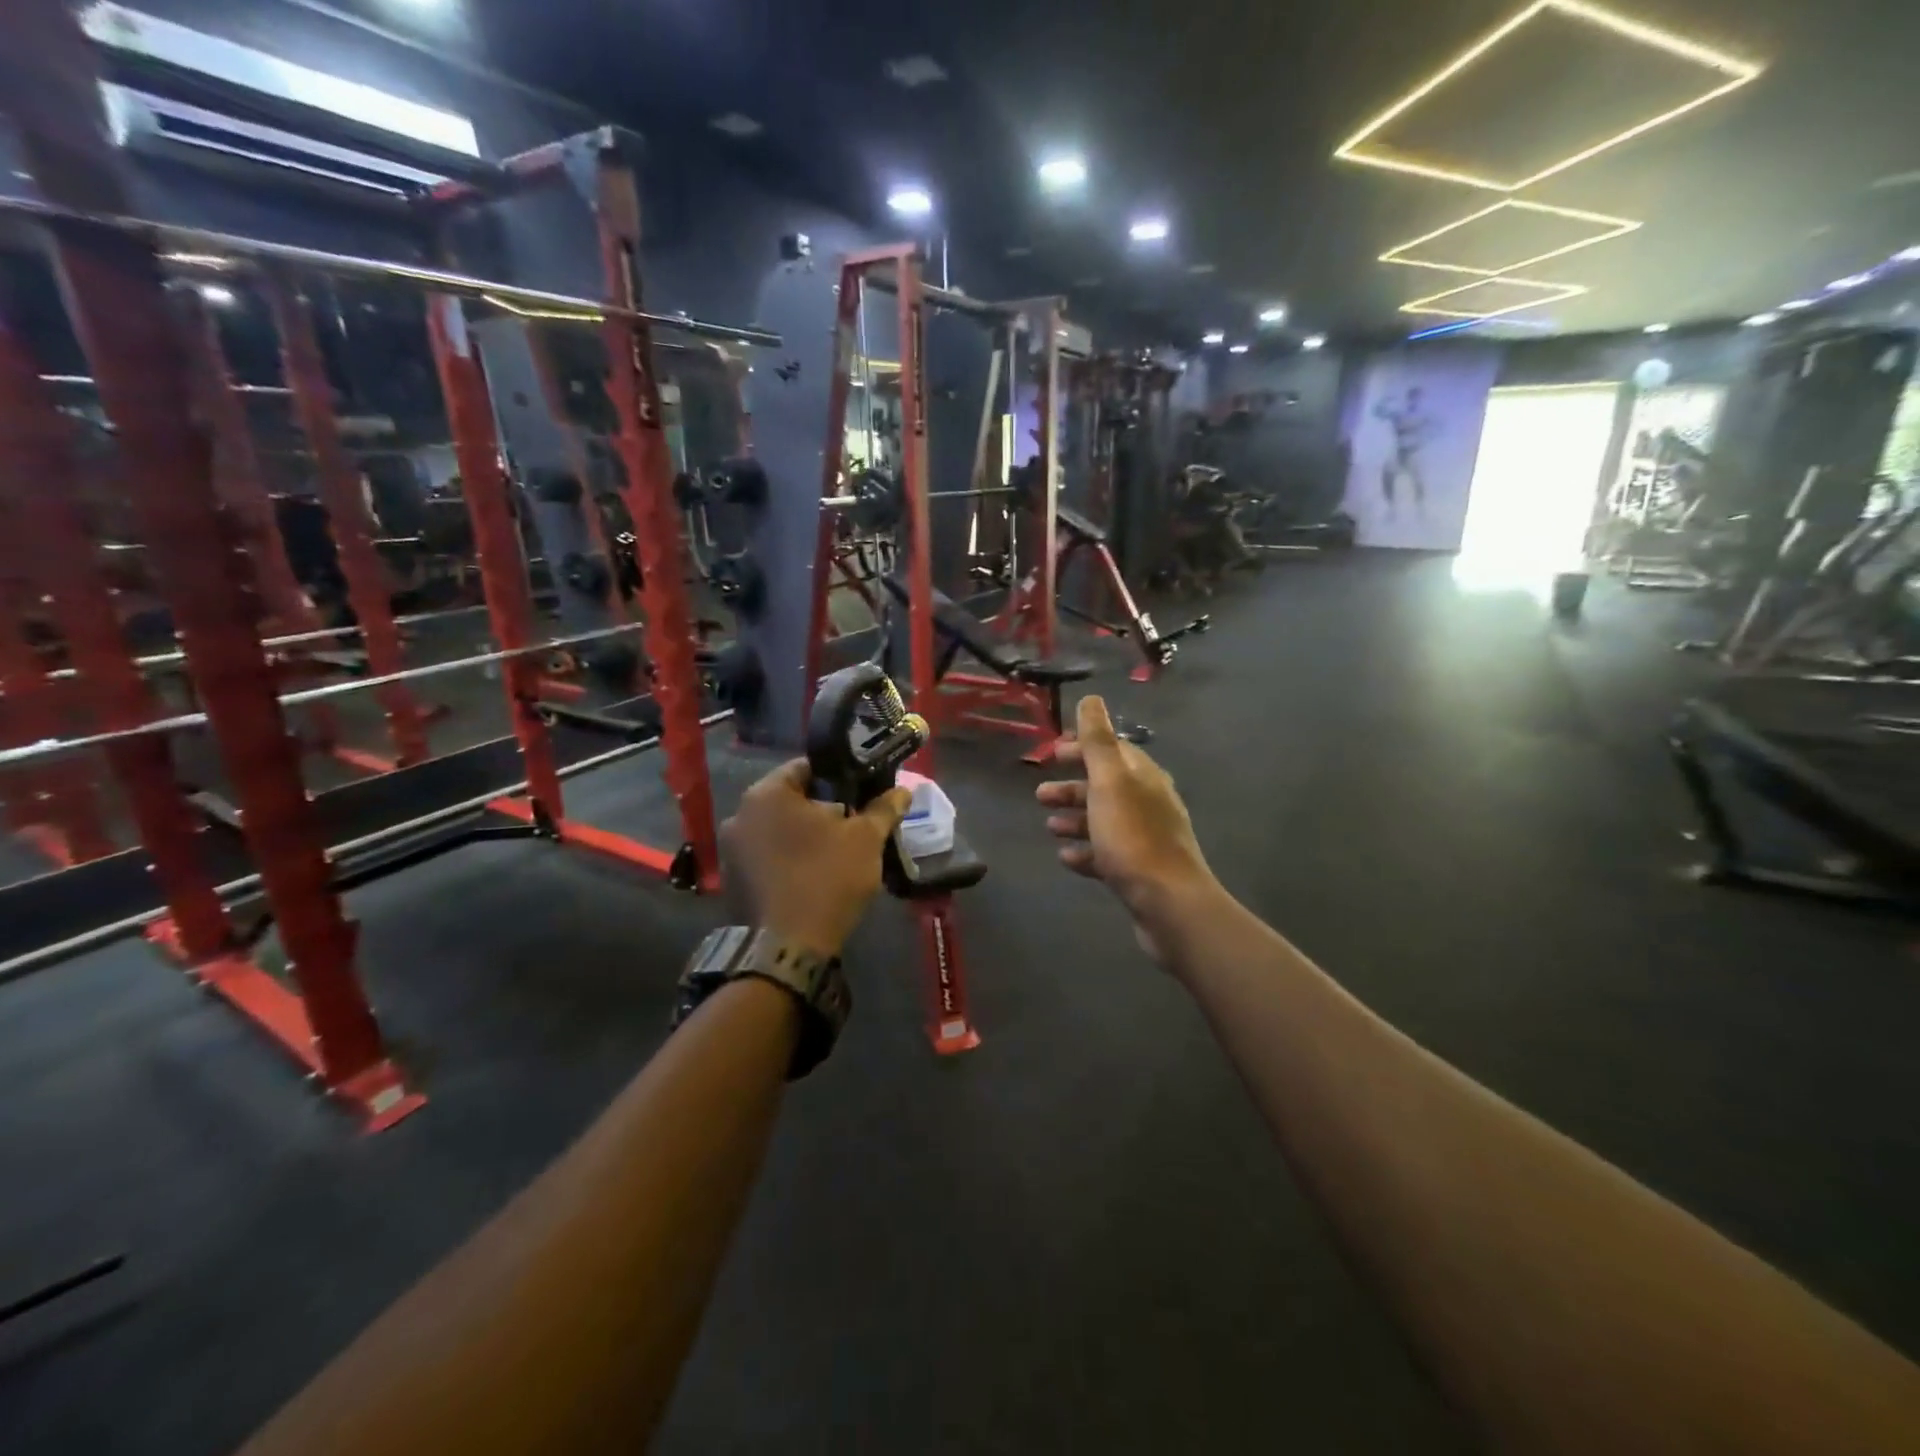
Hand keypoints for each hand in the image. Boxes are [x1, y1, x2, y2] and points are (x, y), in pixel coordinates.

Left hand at [722, 760, 912, 958]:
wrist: (788, 947)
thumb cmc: (828, 877)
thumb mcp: (866, 839)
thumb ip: (883, 809)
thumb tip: (904, 792)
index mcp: (767, 793)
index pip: (807, 767)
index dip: (839, 777)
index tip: (861, 794)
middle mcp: (740, 813)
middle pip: (791, 799)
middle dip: (822, 809)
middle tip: (854, 826)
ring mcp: (730, 849)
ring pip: (777, 829)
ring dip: (803, 836)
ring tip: (835, 854)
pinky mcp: (731, 880)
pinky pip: (765, 856)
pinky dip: (787, 859)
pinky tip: (811, 876)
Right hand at [1036, 697, 1216, 957]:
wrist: (1168, 903)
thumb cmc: (1133, 837)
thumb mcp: (1110, 782)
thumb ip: (1098, 741)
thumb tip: (1092, 698)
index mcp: (1144, 777)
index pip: (1112, 751)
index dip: (1081, 748)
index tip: (1051, 752)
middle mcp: (1148, 803)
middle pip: (1105, 787)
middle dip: (1072, 787)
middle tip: (1039, 794)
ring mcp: (1145, 838)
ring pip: (1104, 820)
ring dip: (1075, 819)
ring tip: (1049, 827)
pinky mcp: (1140, 871)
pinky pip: (1107, 853)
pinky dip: (1085, 851)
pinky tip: (1066, 857)